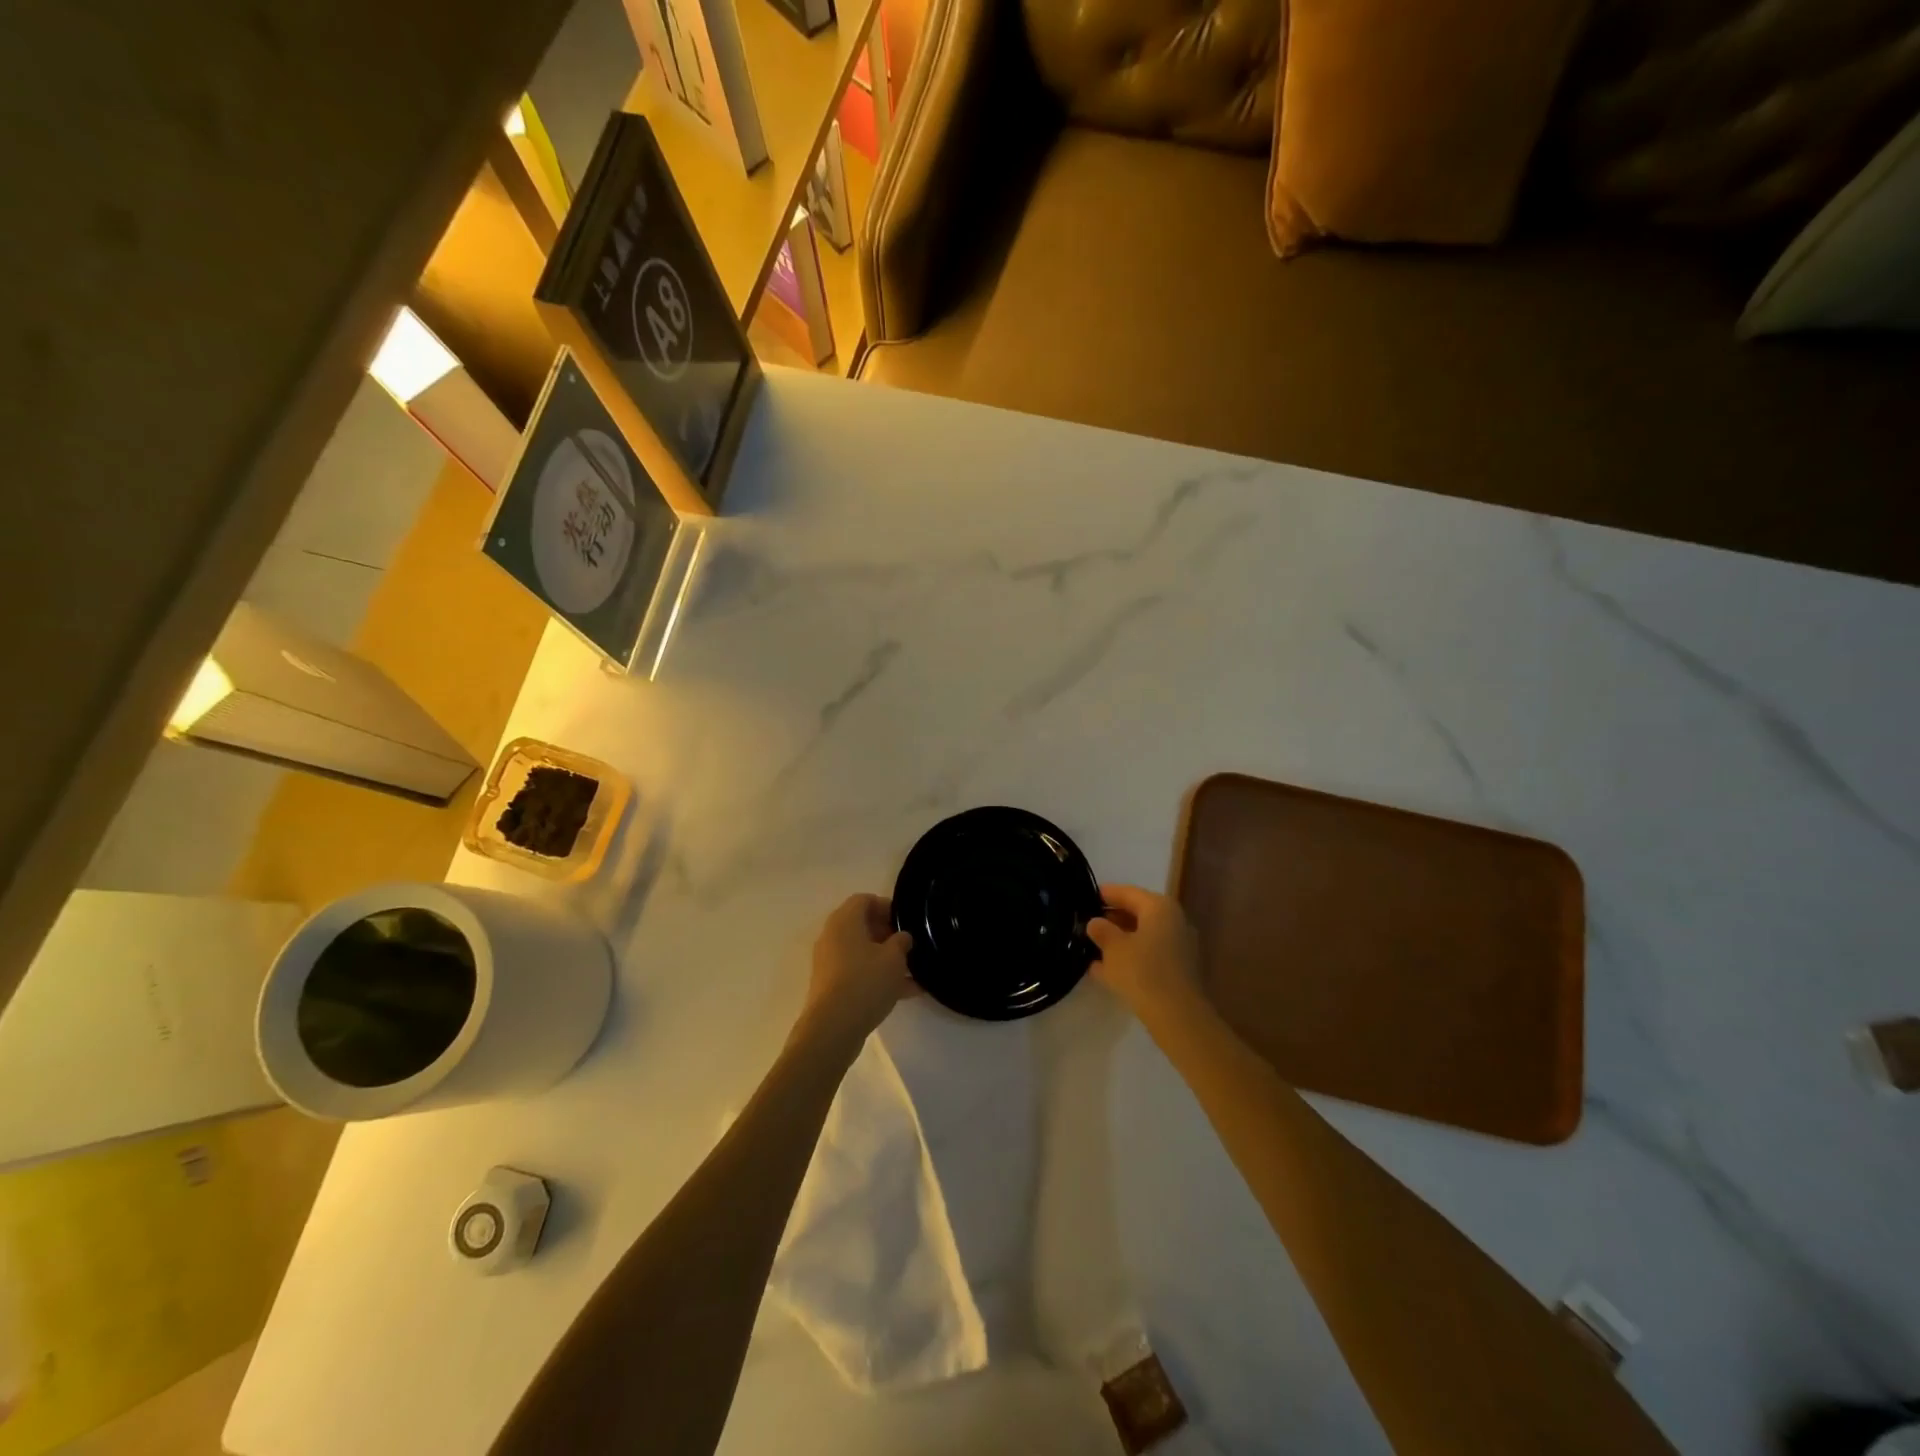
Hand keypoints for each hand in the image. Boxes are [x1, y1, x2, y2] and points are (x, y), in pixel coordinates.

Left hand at [801, 894, 915, 1044]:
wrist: (833, 1028)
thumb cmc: (865, 982)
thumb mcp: (894, 958)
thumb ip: (902, 942)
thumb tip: (902, 937)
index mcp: (844, 921)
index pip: (864, 900)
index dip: (886, 906)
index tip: (906, 921)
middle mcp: (832, 937)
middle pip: (862, 926)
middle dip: (888, 934)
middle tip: (909, 946)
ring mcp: (830, 963)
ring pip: (862, 952)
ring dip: (886, 959)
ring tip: (914, 972)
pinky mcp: (831, 986)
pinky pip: (858, 973)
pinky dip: (878, 978)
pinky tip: (906, 993)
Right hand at [1087, 884, 1203, 1022]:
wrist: (1177, 1016)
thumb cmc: (1142, 971)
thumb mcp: (1113, 948)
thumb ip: (1101, 930)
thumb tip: (1095, 922)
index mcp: (1159, 908)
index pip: (1129, 892)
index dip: (1107, 893)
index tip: (1088, 895)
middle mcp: (1174, 921)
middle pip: (1138, 913)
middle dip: (1112, 918)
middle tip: (1088, 922)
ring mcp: (1178, 947)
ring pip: (1143, 936)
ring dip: (1120, 940)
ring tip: (1093, 945)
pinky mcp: (1177, 970)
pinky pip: (1148, 955)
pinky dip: (1129, 958)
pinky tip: (1105, 969)